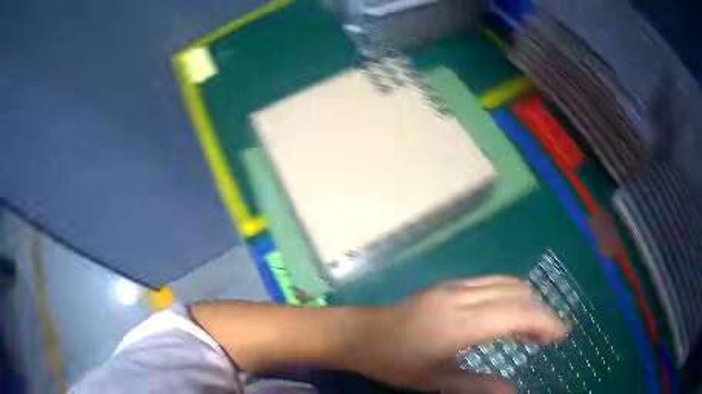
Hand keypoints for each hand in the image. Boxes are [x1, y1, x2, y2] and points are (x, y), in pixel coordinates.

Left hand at [348, 276, 567, 390]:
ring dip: (527, 302)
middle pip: (518, 294)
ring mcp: (455, 287)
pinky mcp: (449, 285)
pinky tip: (509, 314)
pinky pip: (492, 282)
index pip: (518, 313)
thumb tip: (513, 390)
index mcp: (461, 323)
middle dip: (541, 312)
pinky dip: (511, 295)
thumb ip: (477, 386)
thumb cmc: (395, 362)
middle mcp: (463, 297)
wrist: (360, 334)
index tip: (561, 335)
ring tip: (532, 329)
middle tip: (548, 338)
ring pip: (507, 283)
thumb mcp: (435, 381)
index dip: (546, 321)